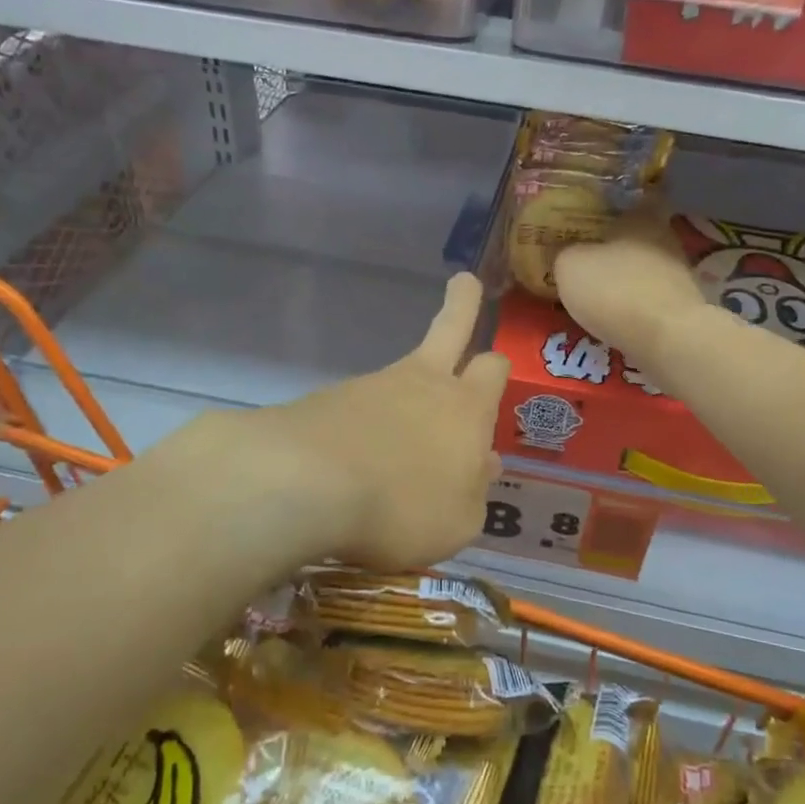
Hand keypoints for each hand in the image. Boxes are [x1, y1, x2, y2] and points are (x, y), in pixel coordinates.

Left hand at [252, 273, 509, 569]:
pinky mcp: (328, 400)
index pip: (493, 368)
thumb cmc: (403, 507)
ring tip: (399, 444)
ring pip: (400, 373)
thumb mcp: (458, 522)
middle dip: (463, 304)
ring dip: (407, 387)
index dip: (498, 367)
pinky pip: (358, 407)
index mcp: (466, 408)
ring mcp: (372, 386)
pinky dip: (363, 425)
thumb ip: (474, 492)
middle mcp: (423, 384)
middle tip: (465, 282)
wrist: (306, 484)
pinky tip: (354, 460)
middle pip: (451, 329)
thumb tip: (484, 463)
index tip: (496, 362)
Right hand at [553, 202, 704, 364]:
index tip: (598, 216)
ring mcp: (679, 274)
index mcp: (641, 217)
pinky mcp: (683, 307)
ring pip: (646, 268)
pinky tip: (617, 316)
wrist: (666, 338)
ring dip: (627, 278)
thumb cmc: (614, 289)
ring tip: (599, 292)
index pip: (635, 199)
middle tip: (589, 257)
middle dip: (617, 246)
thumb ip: (566, 254)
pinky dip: (636, 304)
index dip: (616, 207)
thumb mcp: (569, 266)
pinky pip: (652, 298)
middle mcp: (666, 238)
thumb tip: (568, 254)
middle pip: (639, 236)